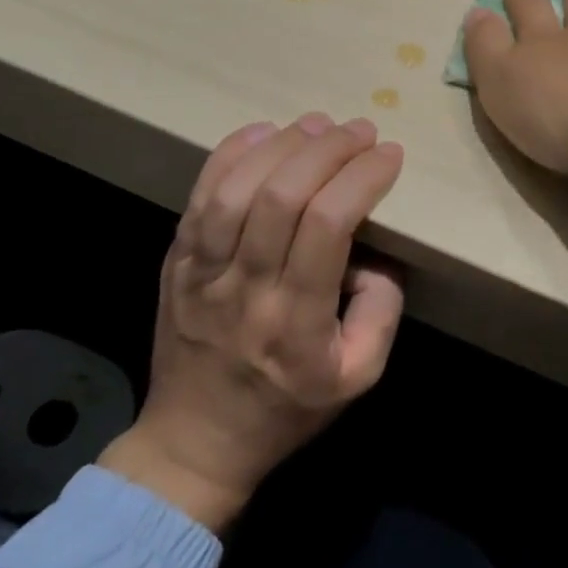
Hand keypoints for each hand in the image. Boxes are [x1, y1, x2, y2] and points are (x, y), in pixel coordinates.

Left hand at [100, 114, 405, 532]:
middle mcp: (246, 288)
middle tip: (361, 130)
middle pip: (283, 196)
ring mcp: (203, 271)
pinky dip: (231, 154)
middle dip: (329, 149)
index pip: (328, 226)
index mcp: (296, 322)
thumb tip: (376, 253)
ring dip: (282, 145)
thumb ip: (380, 313)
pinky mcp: (177, 259)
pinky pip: (200, 195)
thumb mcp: (357, 378)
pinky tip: (264, 131)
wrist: (195, 443)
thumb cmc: (285, 410)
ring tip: (318, 124)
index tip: (389, 154)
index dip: (362, 178)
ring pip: (237, 188)